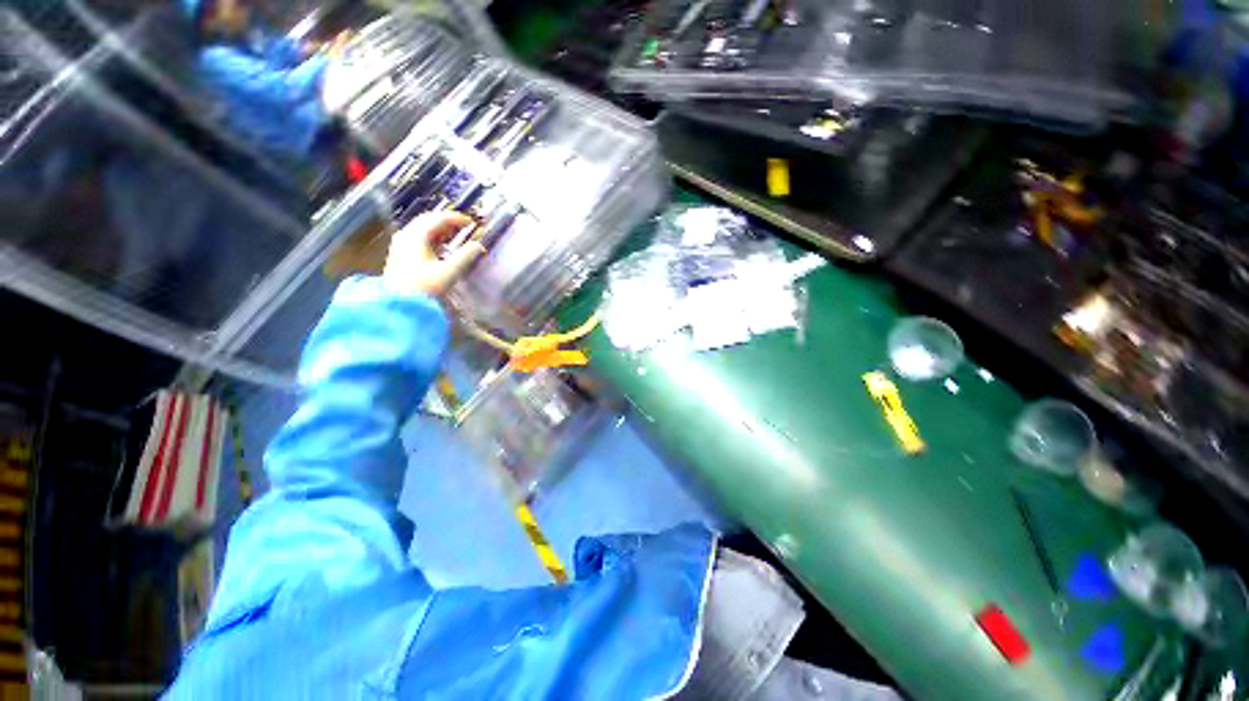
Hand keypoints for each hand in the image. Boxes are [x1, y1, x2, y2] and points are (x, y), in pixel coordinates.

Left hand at [383, 212, 484, 295]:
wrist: (399, 303)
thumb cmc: (424, 286)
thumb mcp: (449, 271)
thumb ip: (466, 256)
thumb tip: (479, 246)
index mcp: (416, 235)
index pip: (438, 219)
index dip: (457, 219)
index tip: (471, 223)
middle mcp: (406, 235)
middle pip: (428, 220)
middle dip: (447, 222)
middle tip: (463, 227)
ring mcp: (400, 244)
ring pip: (422, 229)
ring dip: (439, 230)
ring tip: (454, 237)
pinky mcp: (399, 254)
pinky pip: (417, 238)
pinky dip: (431, 238)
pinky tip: (440, 248)